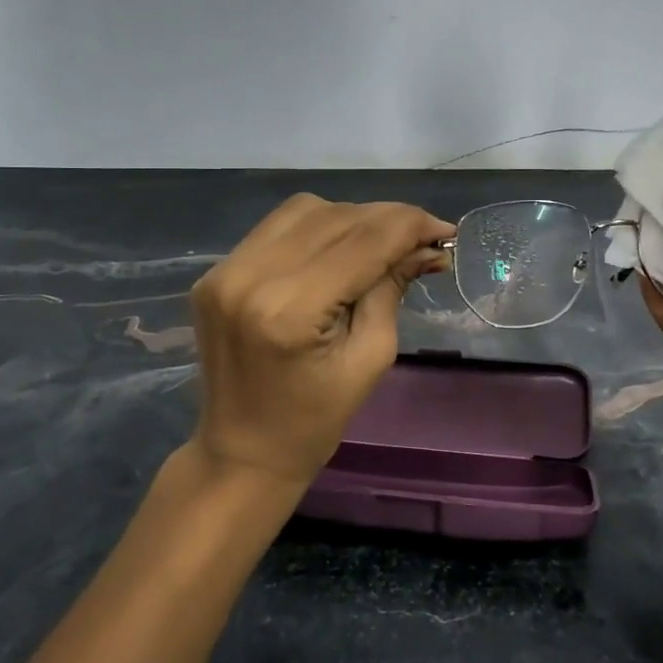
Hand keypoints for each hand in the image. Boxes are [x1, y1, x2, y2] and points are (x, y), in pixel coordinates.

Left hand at [188, 193, 453, 489]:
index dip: (411, 226)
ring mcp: (226, 269)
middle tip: (424, 239)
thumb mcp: (371, 357)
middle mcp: (251, 276)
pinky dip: (318, 227)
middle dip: (389, 221)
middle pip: (336, 218)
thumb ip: (392, 289)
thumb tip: (426, 247)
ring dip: (353, 218)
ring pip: (307, 210)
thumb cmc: (315, 420)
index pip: (363, 242)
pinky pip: (278, 227)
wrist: (242, 451)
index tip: (446, 231)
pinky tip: (340, 248)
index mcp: (290, 310)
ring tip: (382, 244)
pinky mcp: (216, 271)